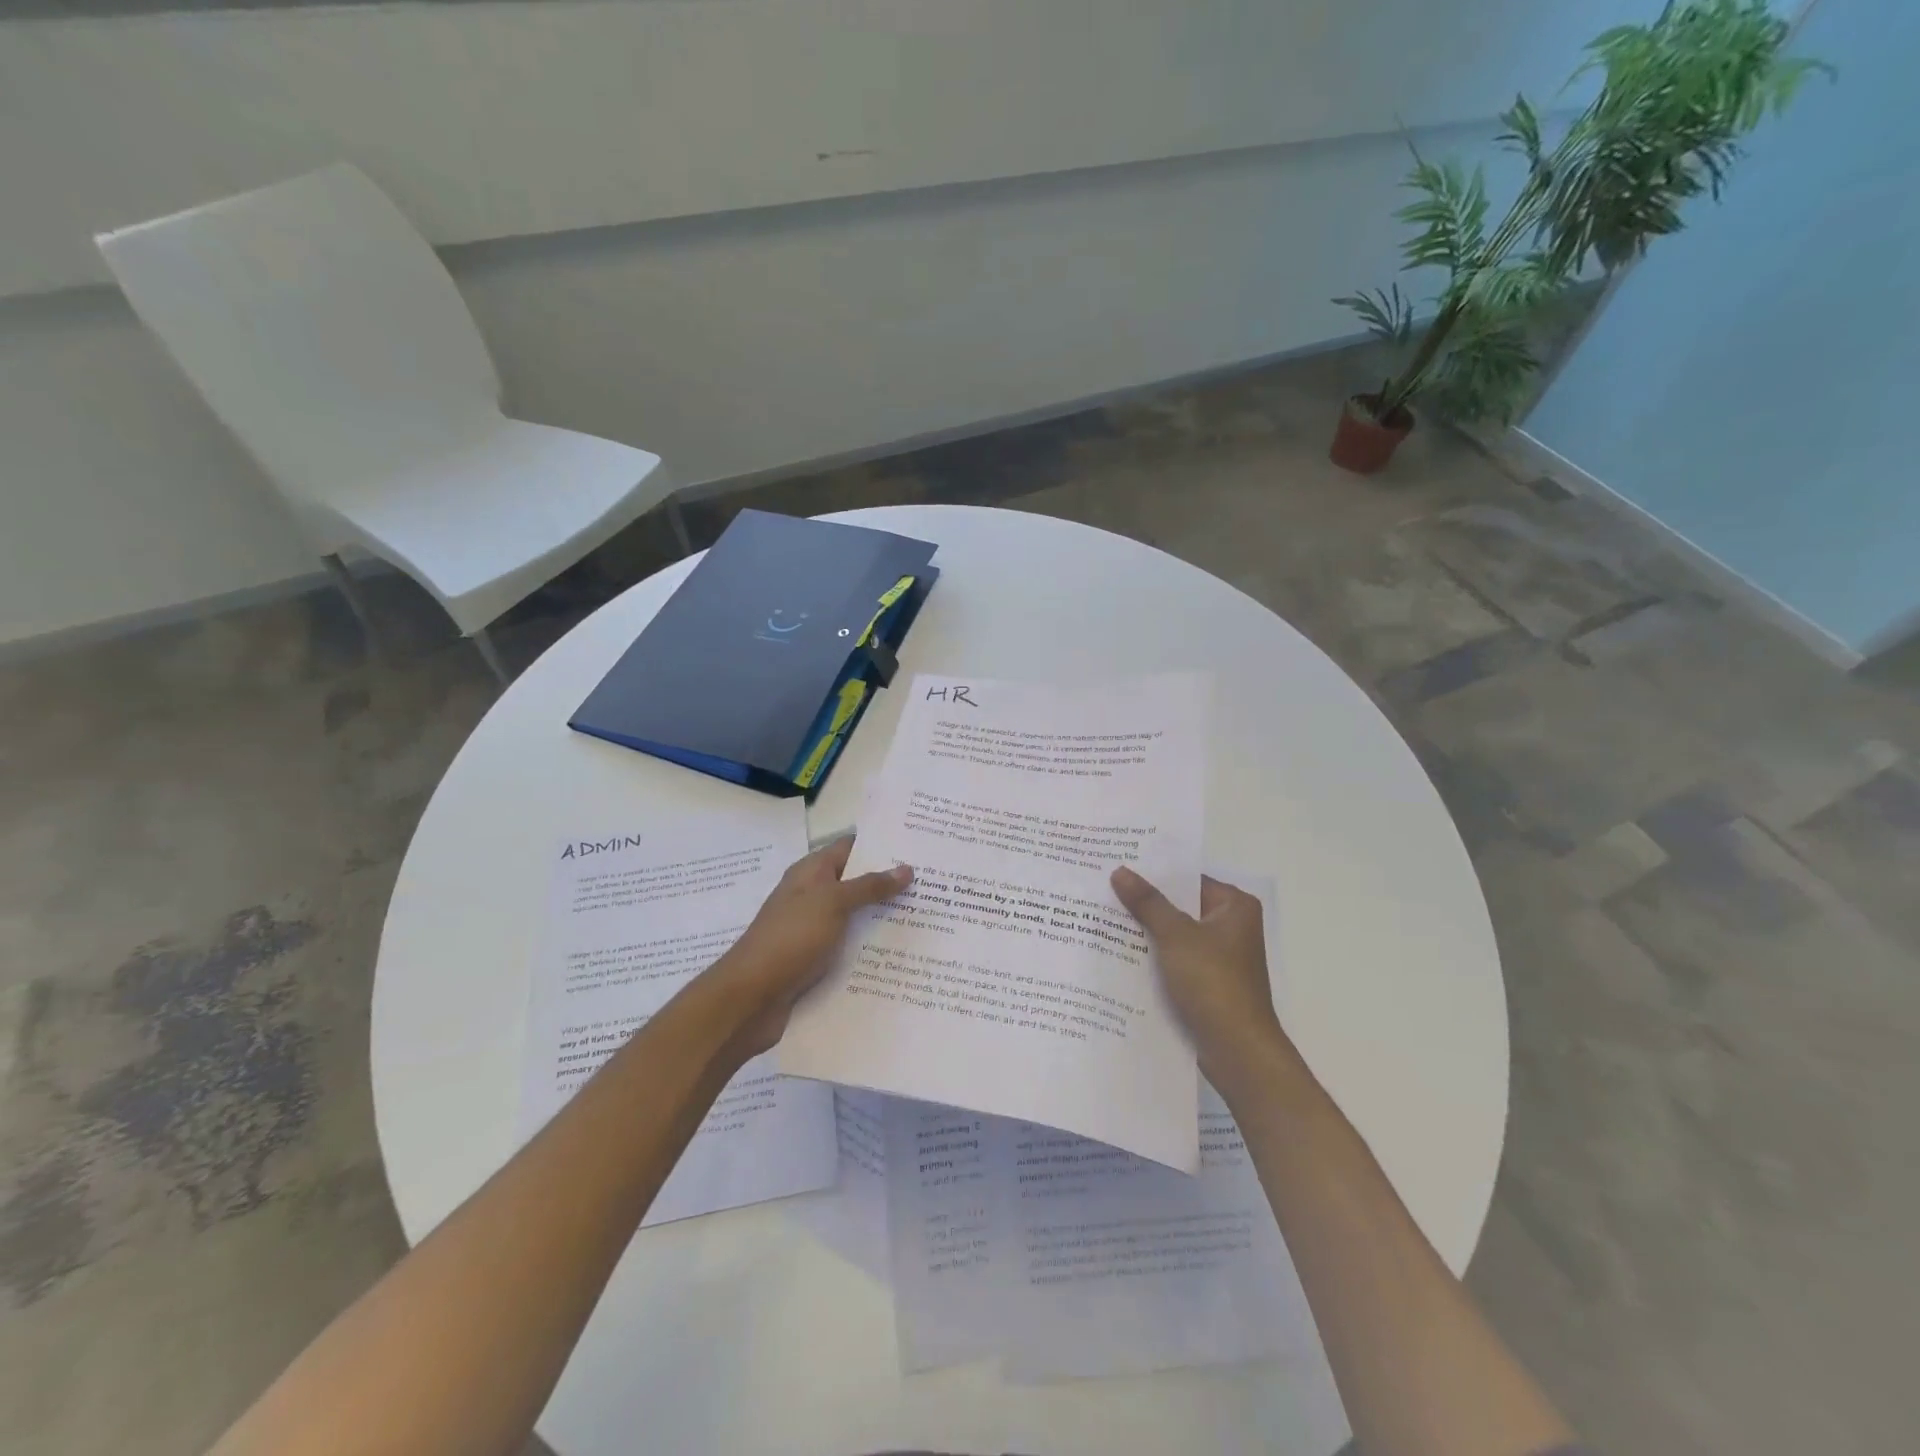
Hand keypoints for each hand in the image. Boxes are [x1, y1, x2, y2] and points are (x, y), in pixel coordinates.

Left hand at [708, 837, 910, 1055]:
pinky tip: (904, 955)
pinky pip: (851, 948)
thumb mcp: (832, 904)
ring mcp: (814, 931)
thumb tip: (906, 868)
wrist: (750, 999)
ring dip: (885, 918)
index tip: (918, 844)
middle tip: (936, 883)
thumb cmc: (789, 939)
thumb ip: (869, 886)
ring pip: (856, 918)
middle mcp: (813, 897)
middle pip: (857, 883)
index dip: (881, 844)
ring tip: (930, 917)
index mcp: (811, 874)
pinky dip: (872, 949)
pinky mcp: (817, 962)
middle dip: (891, 883)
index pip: (850, 847)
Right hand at [1111, 867, 1286, 1085]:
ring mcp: (1219, 956)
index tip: (1117, 866)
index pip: (1187, 878)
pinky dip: (1152, 956)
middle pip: (1179, 905)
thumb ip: (1147, 902)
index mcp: (1234, 906)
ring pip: (1174, 934)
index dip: (1153, 873)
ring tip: (1102, 916)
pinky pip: (1174, 958)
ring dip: (1145, 931)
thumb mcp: (1176, 936)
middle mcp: (1231, 926)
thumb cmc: (1213, 983)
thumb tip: (1119, 870)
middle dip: (1144, 903)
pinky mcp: (1207, 982)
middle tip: (1102, 889)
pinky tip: (1118, 952)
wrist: (1237, 1050)